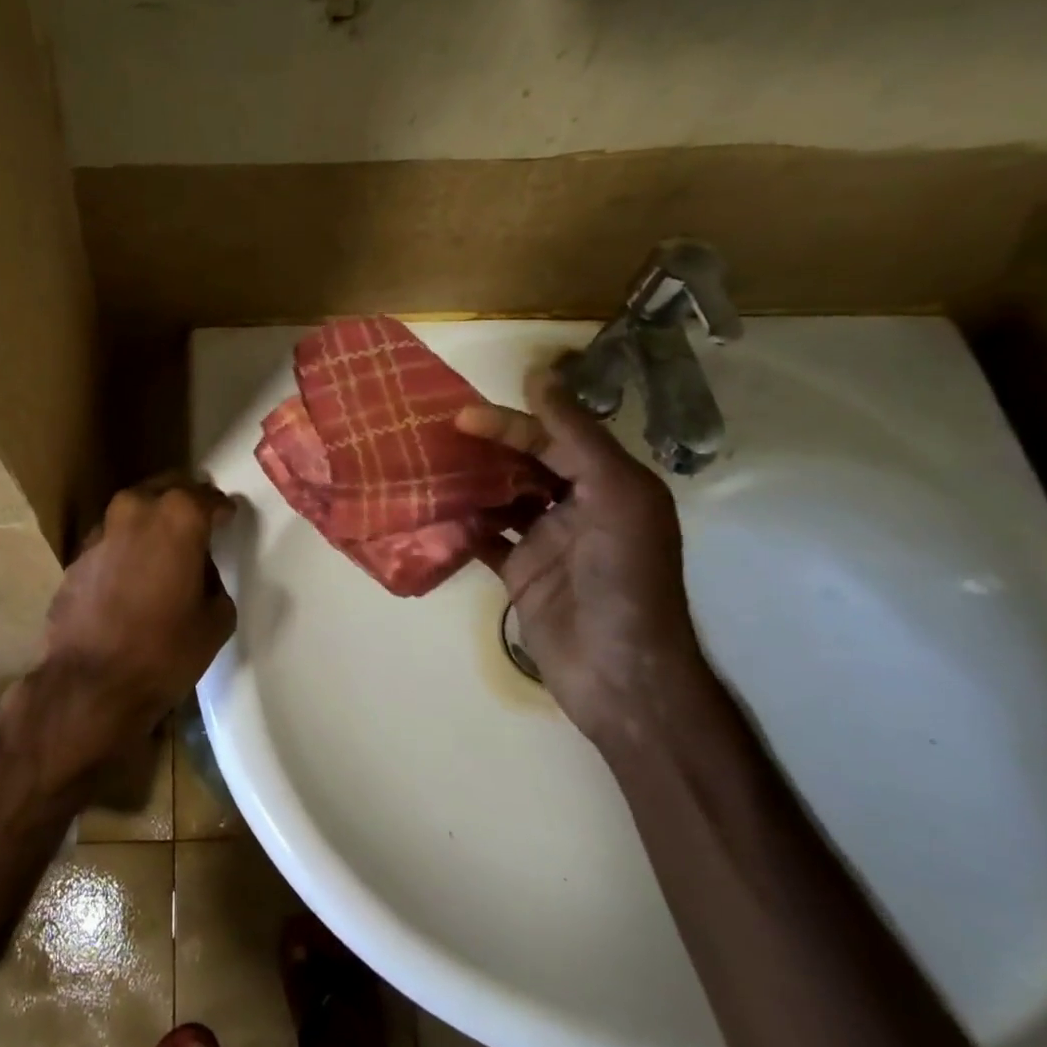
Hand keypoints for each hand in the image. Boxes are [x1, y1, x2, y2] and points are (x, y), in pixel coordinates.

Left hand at [9, 476, 236, 794]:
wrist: (90, 685)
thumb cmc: (165, 651)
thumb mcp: (216, 618)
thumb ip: (214, 579)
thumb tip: (199, 570)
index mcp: (178, 516)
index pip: (209, 497)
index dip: (223, 509)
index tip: (229, 518)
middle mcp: (136, 509)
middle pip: (168, 488)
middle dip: (186, 500)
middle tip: (200, 521)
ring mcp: (101, 531)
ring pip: (135, 510)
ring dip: (152, 521)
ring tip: (166, 547)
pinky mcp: (77, 556)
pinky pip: (112, 540)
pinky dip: (127, 547)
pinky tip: (133, 574)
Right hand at [456, 368, 710, 744]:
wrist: (619, 672)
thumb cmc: (623, 576)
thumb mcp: (612, 494)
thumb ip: (575, 435)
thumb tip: (539, 374)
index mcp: (609, 482)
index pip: (552, 438)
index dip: (509, 423)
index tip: (461, 417)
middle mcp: (578, 506)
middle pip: (524, 463)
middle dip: (484, 448)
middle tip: (434, 436)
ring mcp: (547, 541)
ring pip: (500, 497)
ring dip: (467, 482)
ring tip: (424, 465)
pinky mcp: (521, 572)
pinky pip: (485, 537)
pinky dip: (460, 523)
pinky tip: (430, 511)